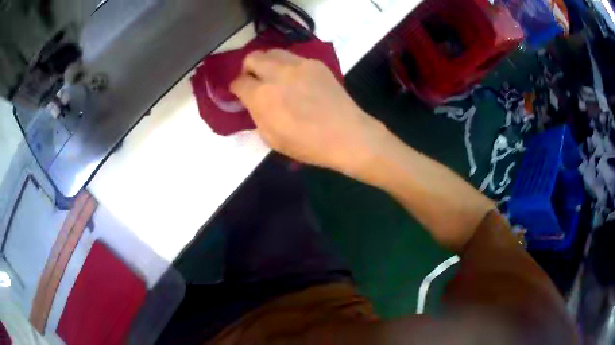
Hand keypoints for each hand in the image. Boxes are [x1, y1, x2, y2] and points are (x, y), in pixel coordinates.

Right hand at [230, 49, 383, 174]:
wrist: (347, 135)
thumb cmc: (308, 144)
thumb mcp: (271, 138)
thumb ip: (256, 114)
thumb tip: (252, 101)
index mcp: (262, 95)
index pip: (238, 82)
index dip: (235, 89)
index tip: (239, 94)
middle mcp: (277, 73)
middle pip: (252, 57)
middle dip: (248, 69)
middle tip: (254, 81)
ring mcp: (299, 65)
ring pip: (273, 52)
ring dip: (267, 63)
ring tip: (274, 77)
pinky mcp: (316, 63)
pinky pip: (293, 58)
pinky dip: (287, 66)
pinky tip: (296, 80)